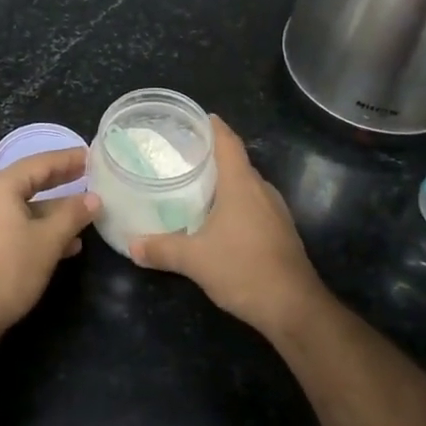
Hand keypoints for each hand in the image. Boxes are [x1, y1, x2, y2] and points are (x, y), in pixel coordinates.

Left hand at [0, 148, 98, 339]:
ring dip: (54, 212)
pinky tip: (65, 244)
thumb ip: (73, 215)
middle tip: (90, 177)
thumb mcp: (48, 240)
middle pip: (30, 182)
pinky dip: (38, 229)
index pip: (40, 163)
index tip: (92, 156)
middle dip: (62, 183)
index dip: (68, 160)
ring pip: (24, 207)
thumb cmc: (9, 270)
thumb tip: (94, 199)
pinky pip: (14, 225)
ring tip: (85, 216)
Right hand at [130, 117, 329, 336]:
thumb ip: (161, 249)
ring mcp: (275, 211)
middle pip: (236, 162)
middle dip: (211, 156)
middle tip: (180, 156)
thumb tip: (132, 245)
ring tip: (193, 185)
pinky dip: (233, 204)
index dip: (212, 126)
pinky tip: (216, 219)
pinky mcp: (280, 232)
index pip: (228, 142)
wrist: (293, 307)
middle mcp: (262, 190)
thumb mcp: (194, 260)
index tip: (194, 118)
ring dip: (223, 183)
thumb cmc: (243, 269)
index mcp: (242, 184)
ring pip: (245, 186)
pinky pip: (253, 206)